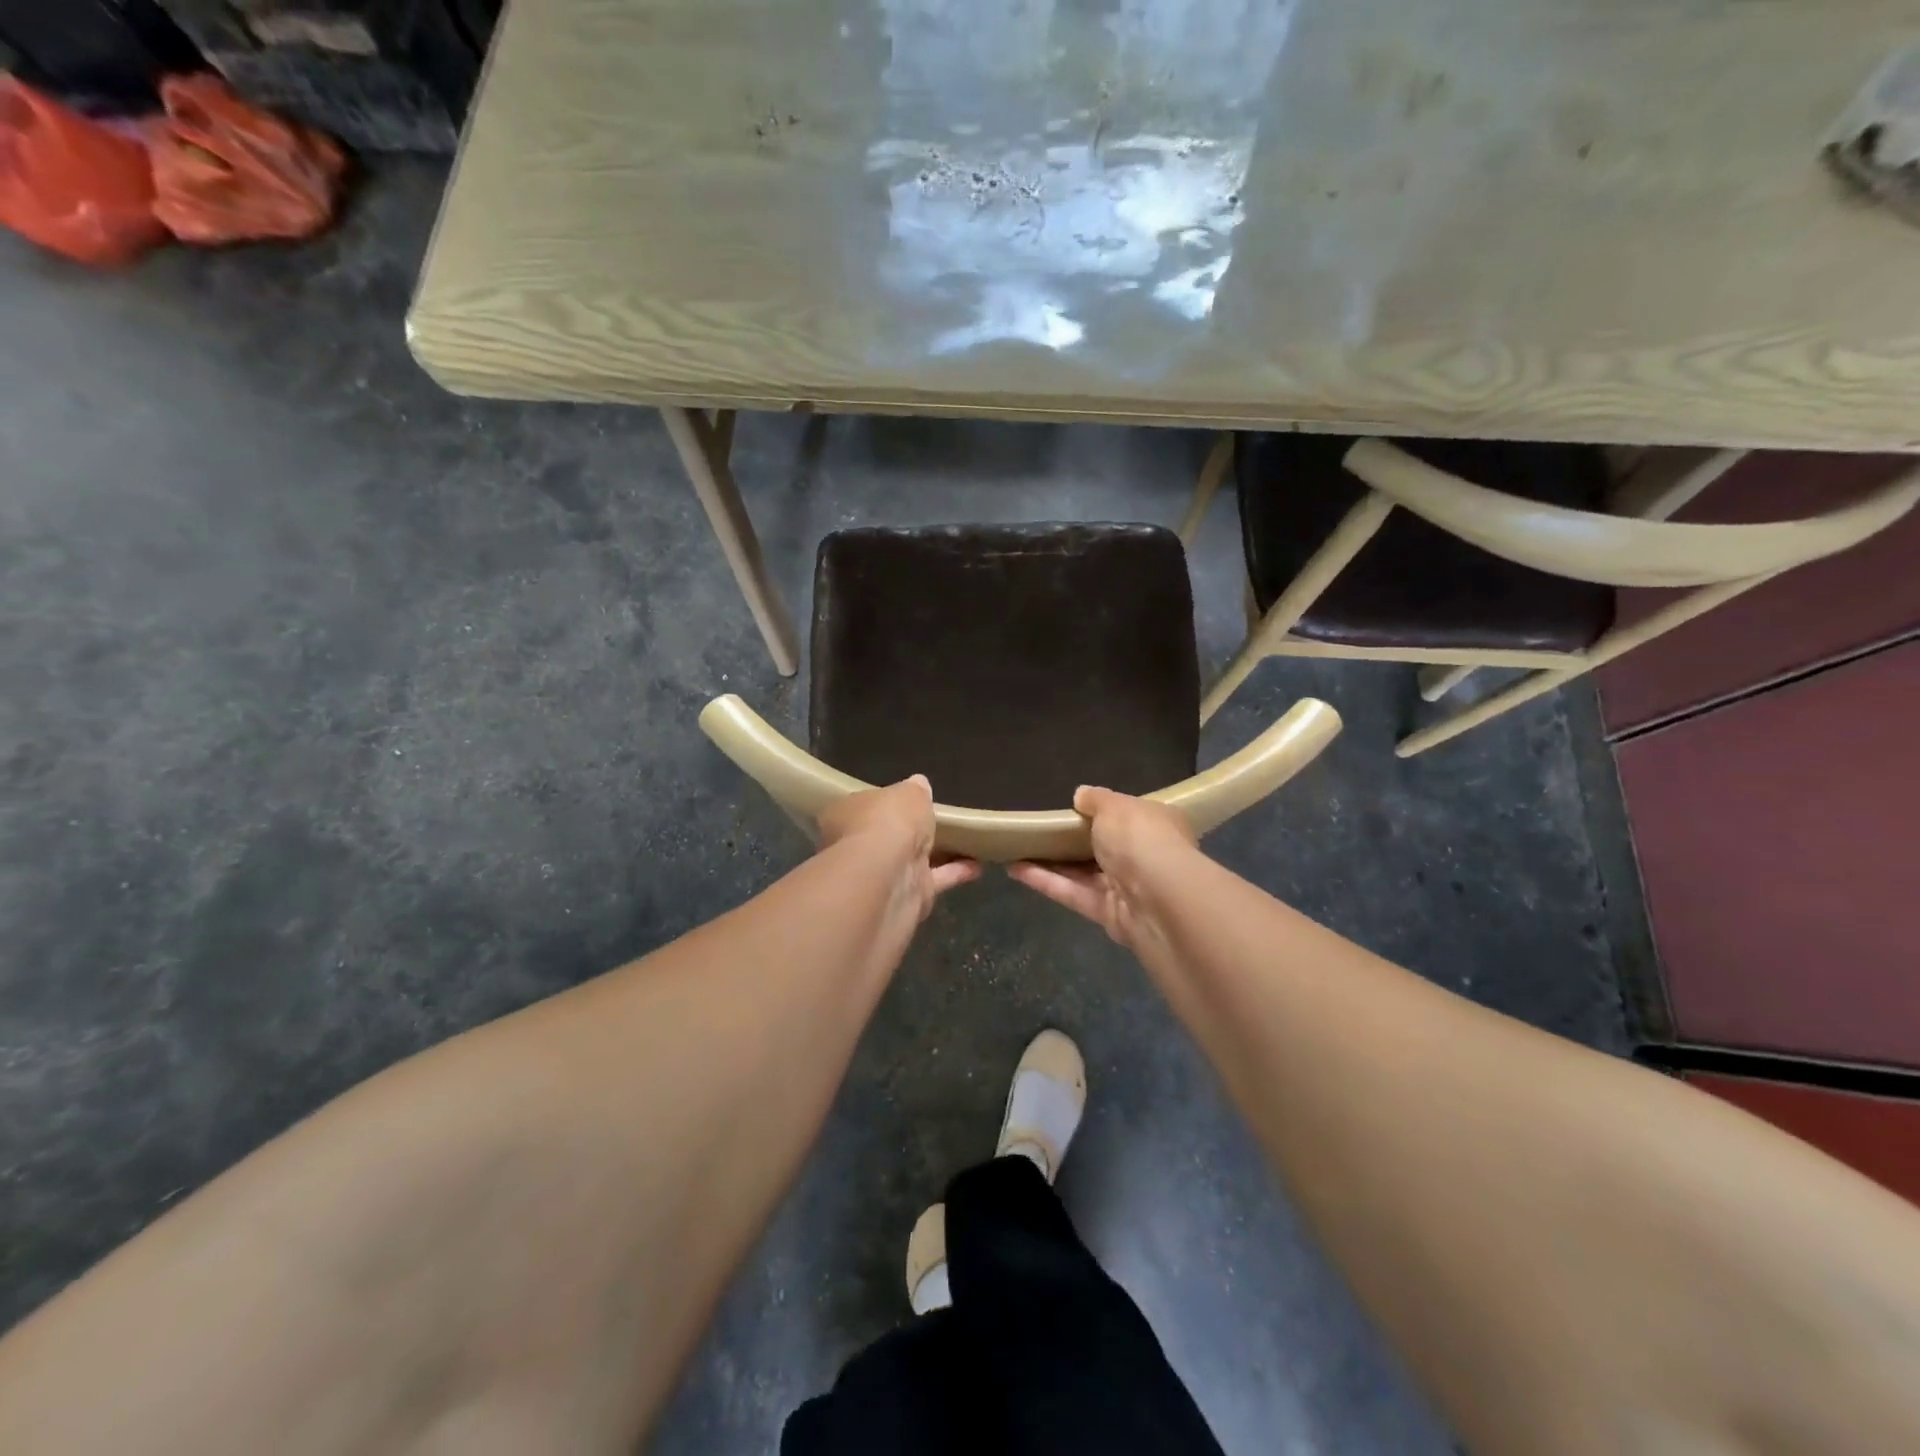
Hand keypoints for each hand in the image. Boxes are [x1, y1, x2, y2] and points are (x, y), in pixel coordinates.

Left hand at [817, 776, 979, 921]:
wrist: (889, 877)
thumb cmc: (889, 822)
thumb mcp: (908, 793)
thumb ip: (915, 790)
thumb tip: (919, 785)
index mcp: (847, 814)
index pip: (864, 805)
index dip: (884, 803)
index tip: (905, 800)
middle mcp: (858, 846)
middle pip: (886, 835)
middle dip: (907, 831)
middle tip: (936, 821)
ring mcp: (882, 875)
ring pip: (911, 859)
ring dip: (935, 853)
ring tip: (965, 841)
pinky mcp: (907, 897)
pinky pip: (934, 879)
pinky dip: (954, 872)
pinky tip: (977, 865)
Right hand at [1008, 786, 1198, 950]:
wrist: (1159, 900)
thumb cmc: (1140, 839)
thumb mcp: (1115, 806)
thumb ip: (1095, 799)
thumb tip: (1080, 795)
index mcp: (1157, 825)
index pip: (1130, 816)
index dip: (1103, 813)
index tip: (1074, 809)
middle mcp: (1145, 857)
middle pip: (1104, 847)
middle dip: (1072, 841)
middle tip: (1039, 830)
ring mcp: (1127, 889)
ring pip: (1084, 873)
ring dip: (1052, 862)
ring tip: (1018, 849)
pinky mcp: (1108, 915)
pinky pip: (1073, 893)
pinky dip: (1046, 881)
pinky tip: (1015, 869)